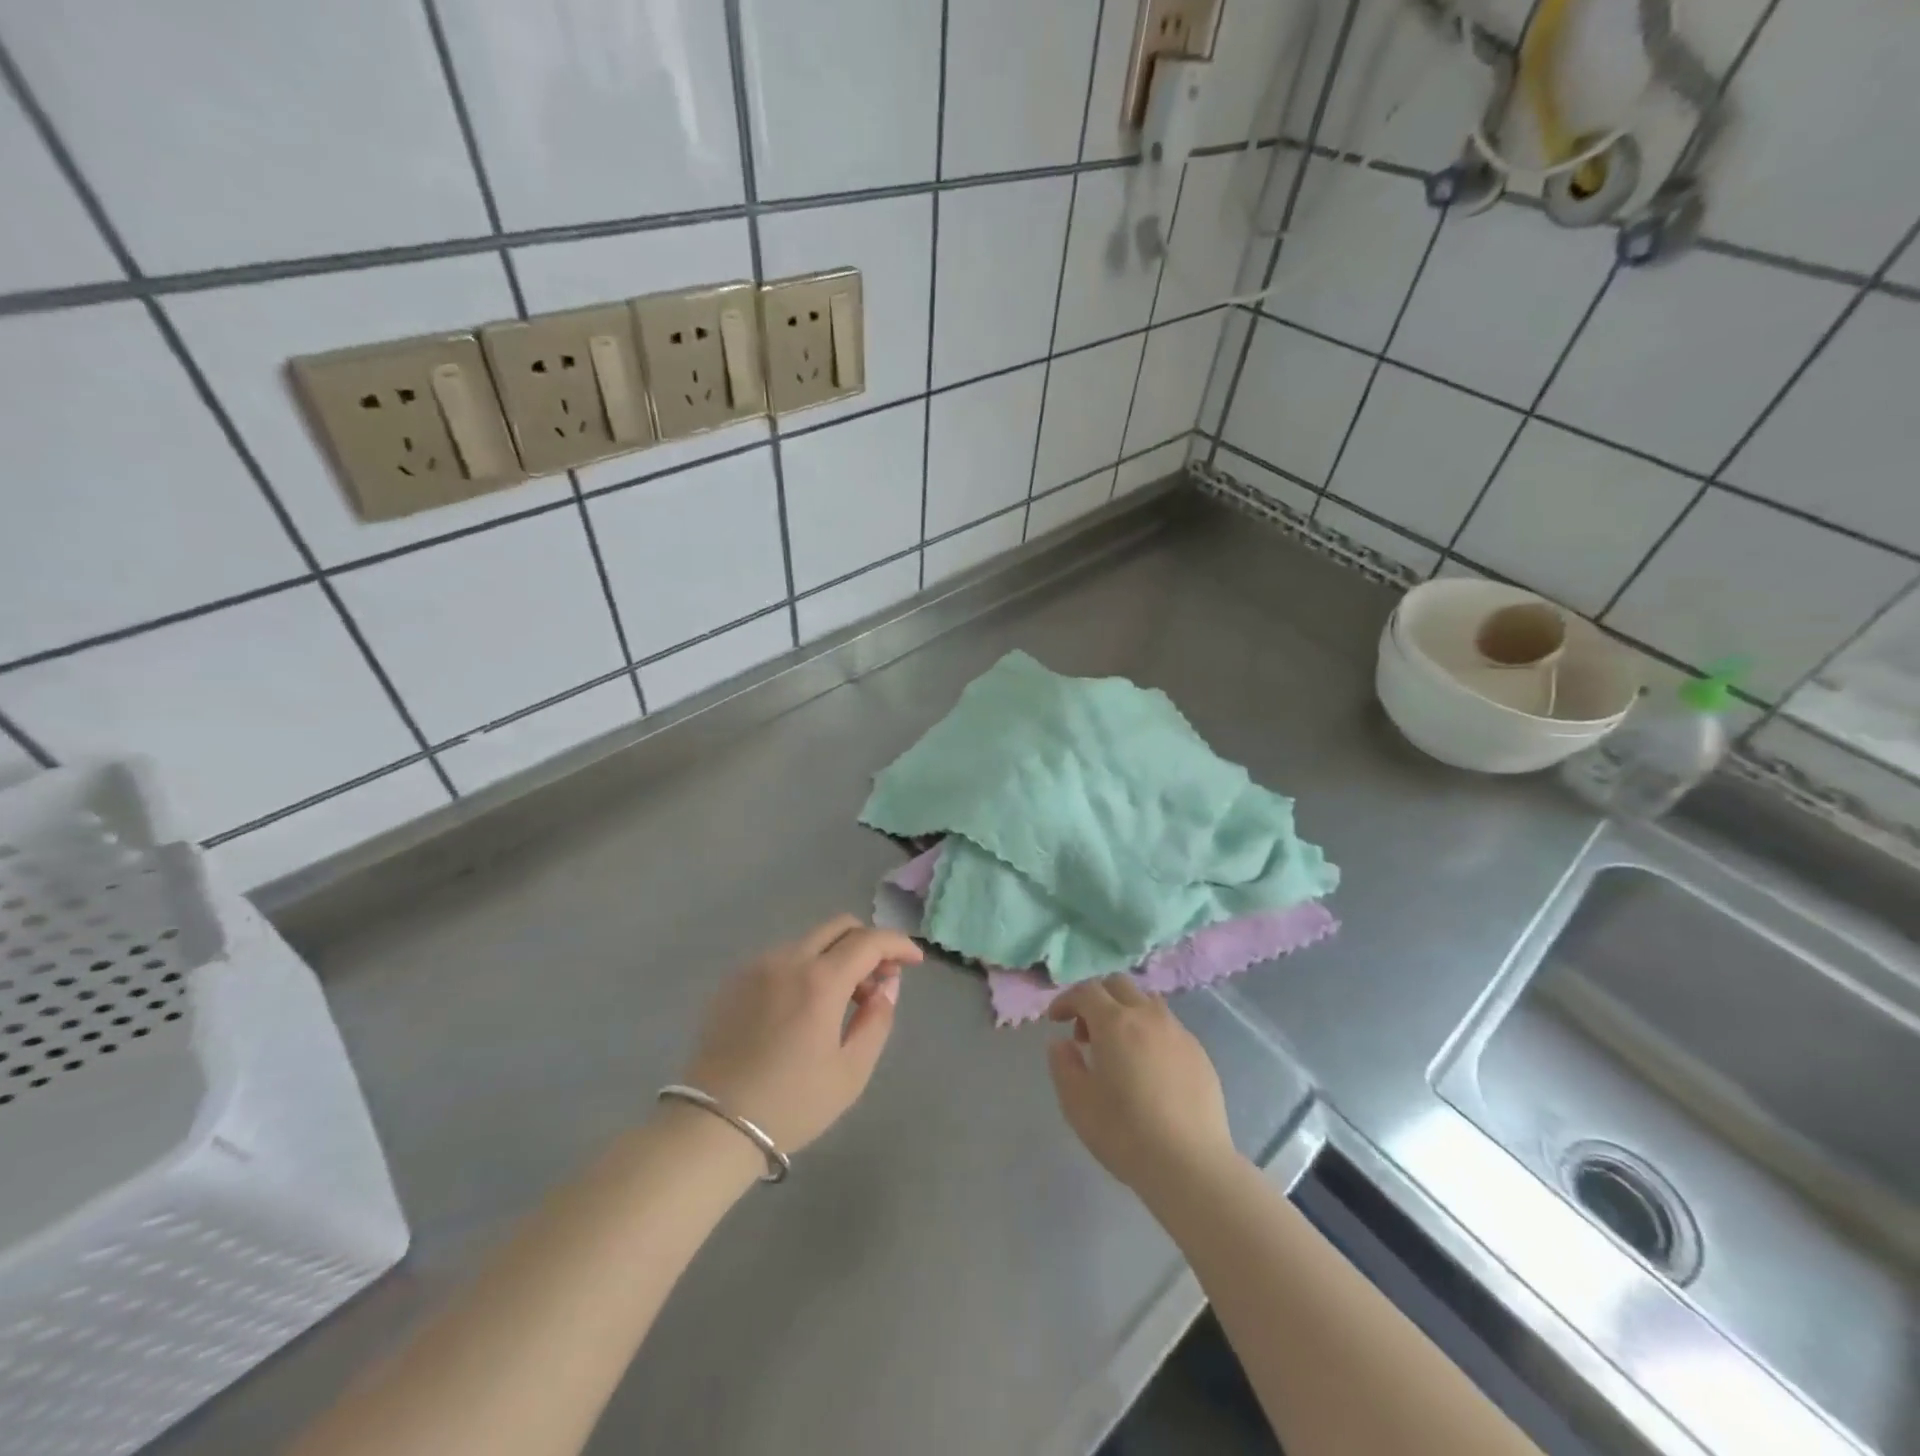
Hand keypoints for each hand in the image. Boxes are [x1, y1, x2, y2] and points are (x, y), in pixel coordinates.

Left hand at [681, 916, 921, 1152]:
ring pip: (809, 941)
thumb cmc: (791, 1104)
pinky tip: (802, 1008)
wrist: (713, 1126)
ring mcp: (756, 966)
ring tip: (840, 1001)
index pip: (870, 941)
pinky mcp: (733, 981)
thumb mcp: (850, 1072)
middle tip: (878, 979)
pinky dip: (804, 968)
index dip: (898, 944)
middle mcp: (788, 960)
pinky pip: (781, 958)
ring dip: (835, 957)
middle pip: (839, 926)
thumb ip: (877, 1020)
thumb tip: (887, 985)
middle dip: (867, 943)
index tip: (914, 961)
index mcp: (820, 980)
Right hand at [1046, 976, 1239, 1204]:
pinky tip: (1149, 1068)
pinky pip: (1168, 1027)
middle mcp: (1148, 1016)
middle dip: (1097, 999)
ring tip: (1119, 1048)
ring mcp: (1178, 1032)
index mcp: (1115, 1022)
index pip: (1086, 990)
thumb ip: (1063, 1065)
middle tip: (1086, 1034)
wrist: (1191, 1166)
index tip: (1056, 1020)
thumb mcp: (1077, 1103)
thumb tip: (1061, 1043)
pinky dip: (1150, 1032)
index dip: (1066, 1000)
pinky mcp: (1199, 1053)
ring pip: (1147, 1002)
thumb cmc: (1126, 1134)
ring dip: (1126, 1011)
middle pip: (1118, 985)